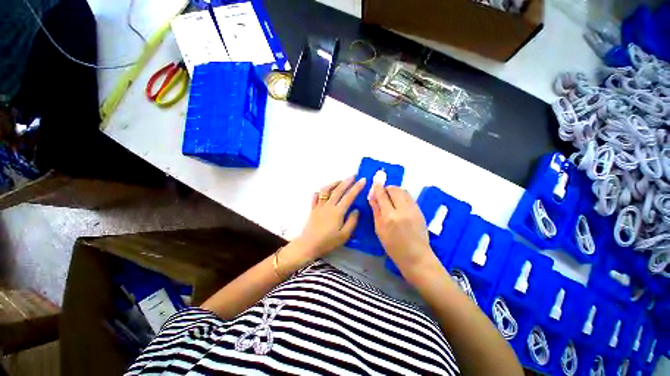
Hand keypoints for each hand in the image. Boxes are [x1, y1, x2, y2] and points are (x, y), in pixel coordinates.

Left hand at [292, 177, 365, 259]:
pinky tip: (324, 191)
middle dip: (347, 181)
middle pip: (338, 190)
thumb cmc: (328, 242)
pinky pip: (316, 197)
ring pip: (326, 190)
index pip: (349, 196)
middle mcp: (328, 205)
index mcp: (337, 211)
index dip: (357, 188)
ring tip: (340, 181)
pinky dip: (320, 192)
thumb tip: (356, 210)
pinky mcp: (313, 209)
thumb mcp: (344, 235)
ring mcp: (319, 206)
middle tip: (353, 175)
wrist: (308, 245)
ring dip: (334, 184)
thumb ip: (352, 221)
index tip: (363, 180)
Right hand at [369, 184, 435, 272]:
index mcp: (390, 216)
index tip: (375, 182)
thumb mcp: (380, 230)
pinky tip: (399, 202)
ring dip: (395, 190)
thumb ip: (376, 211)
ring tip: (390, 197)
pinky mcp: (420, 210)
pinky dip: (402, 195)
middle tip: (382, 192)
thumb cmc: (393, 246)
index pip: (383, 195)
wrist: (416, 256)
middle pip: (394, 189)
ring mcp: (413, 209)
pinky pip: (409, 197)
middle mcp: (402, 210)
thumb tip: (372, 197)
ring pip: (403, 191)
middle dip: (387, 188)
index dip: (378, 187)